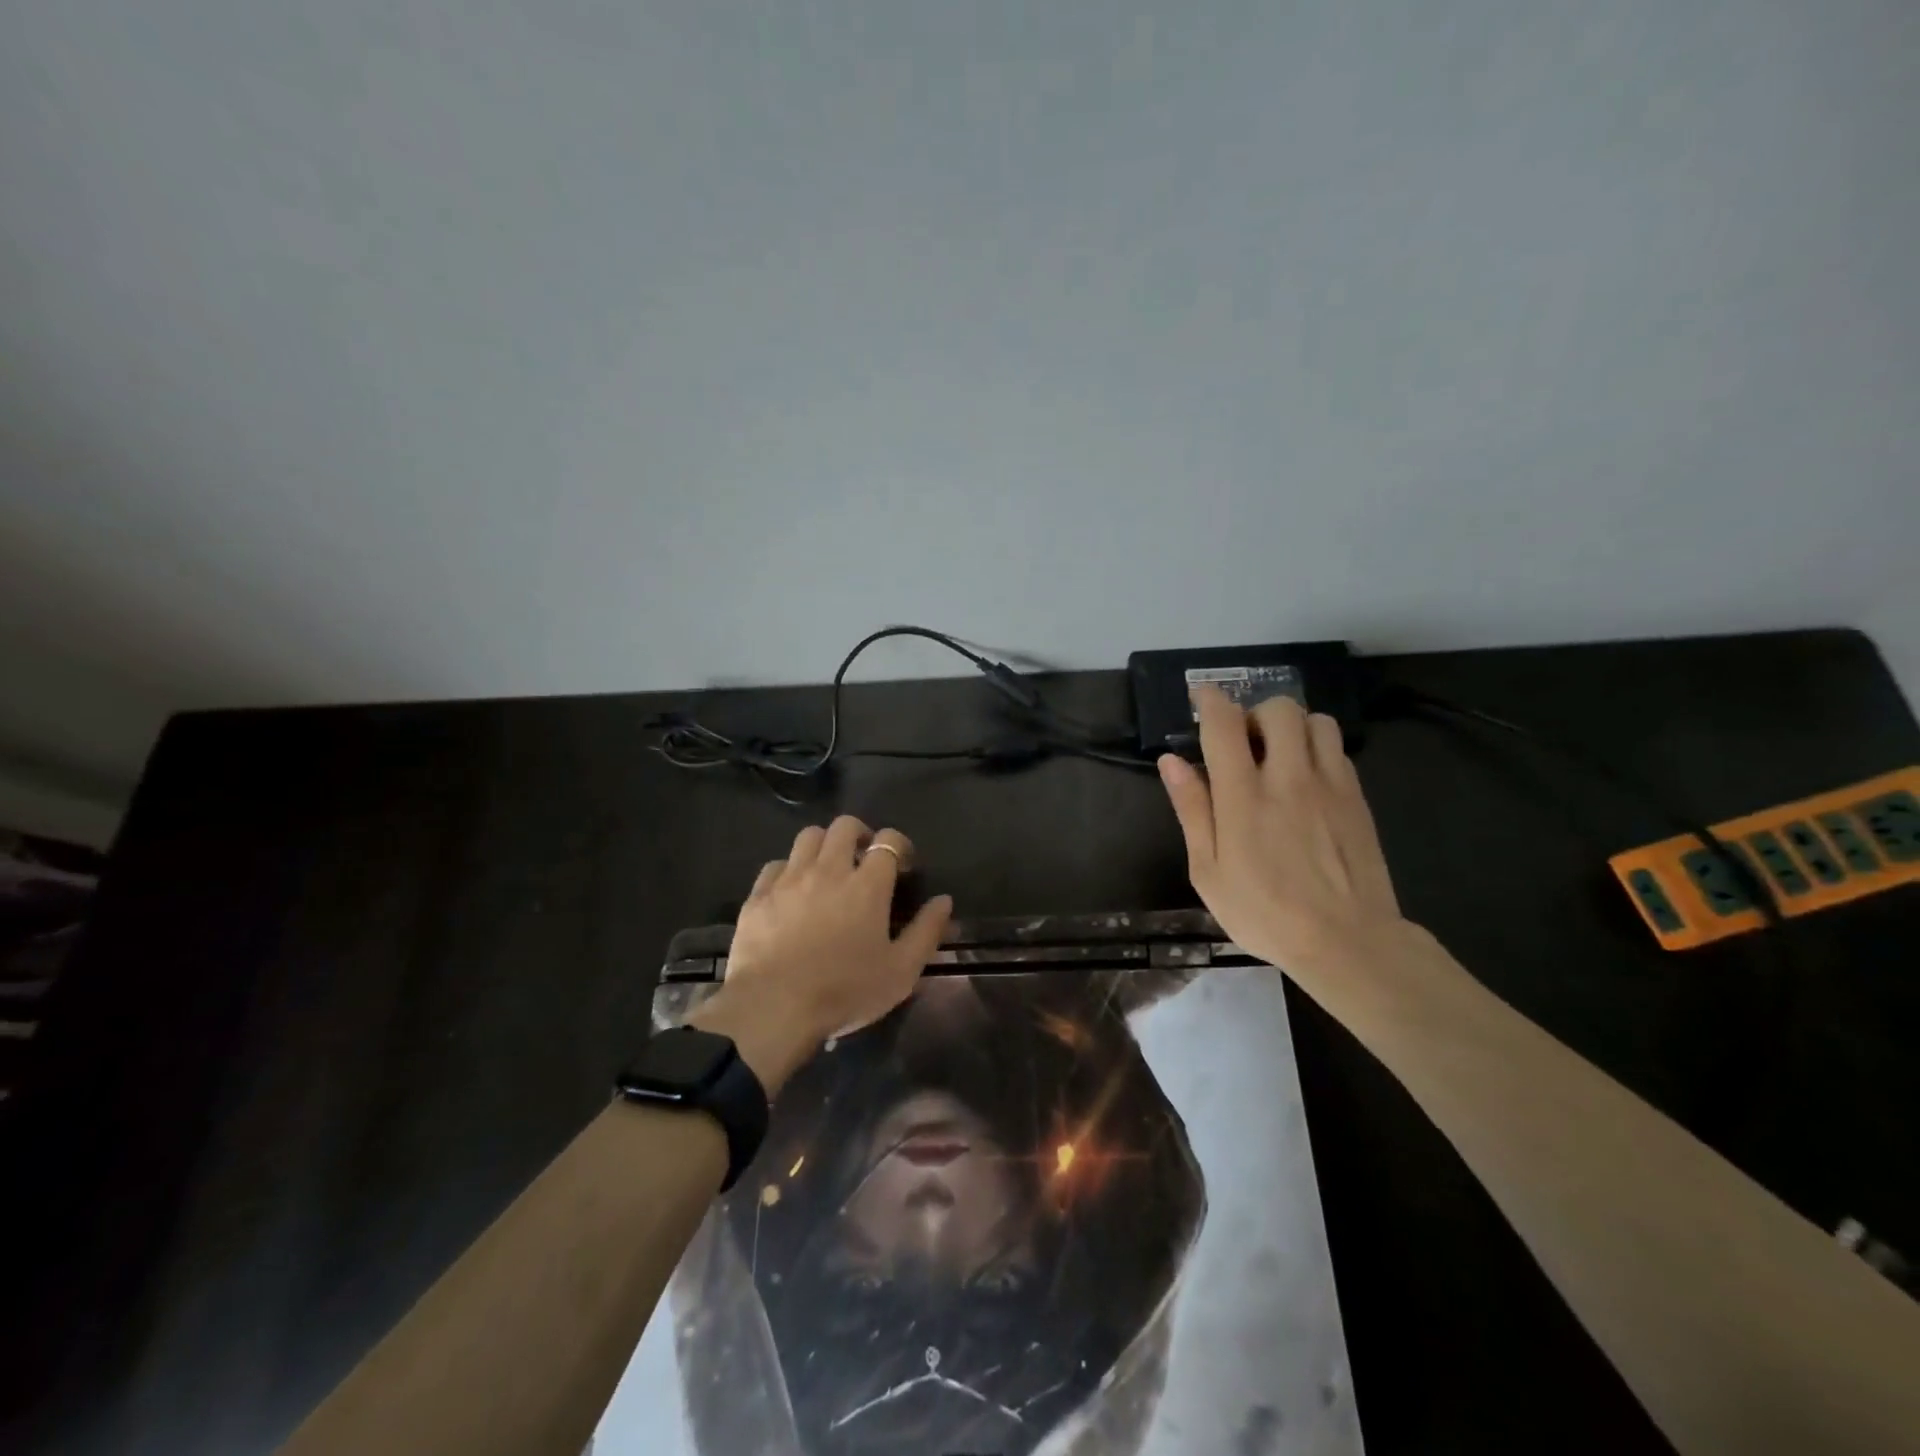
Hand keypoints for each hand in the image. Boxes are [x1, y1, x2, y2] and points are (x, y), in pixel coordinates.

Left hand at [689, 816, 952, 1093]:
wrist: (773, 1008)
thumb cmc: (845, 991)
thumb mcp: (901, 972)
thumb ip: (927, 931)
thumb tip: (944, 901)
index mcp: (867, 885)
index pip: (888, 841)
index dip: (899, 845)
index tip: (903, 866)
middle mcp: (828, 869)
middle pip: (844, 827)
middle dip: (860, 834)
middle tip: (864, 859)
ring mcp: (789, 879)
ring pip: (808, 836)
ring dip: (823, 845)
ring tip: (827, 868)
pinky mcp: (759, 895)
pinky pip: (775, 865)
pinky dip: (788, 870)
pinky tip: (792, 891)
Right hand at [1158, 686, 1405, 974]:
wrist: (1348, 942)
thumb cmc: (1264, 913)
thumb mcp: (1208, 871)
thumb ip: (1192, 809)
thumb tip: (1172, 761)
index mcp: (1244, 797)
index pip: (1225, 724)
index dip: (1210, 700)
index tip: (1201, 696)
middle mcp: (1289, 777)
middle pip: (1277, 709)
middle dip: (1254, 714)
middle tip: (1242, 744)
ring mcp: (1330, 784)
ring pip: (1315, 720)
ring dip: (1291, 727)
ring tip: (1278, 756)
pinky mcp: (1357, 797)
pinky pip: (1337, 749)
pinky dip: (1316, 748)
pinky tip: (1306, 780)